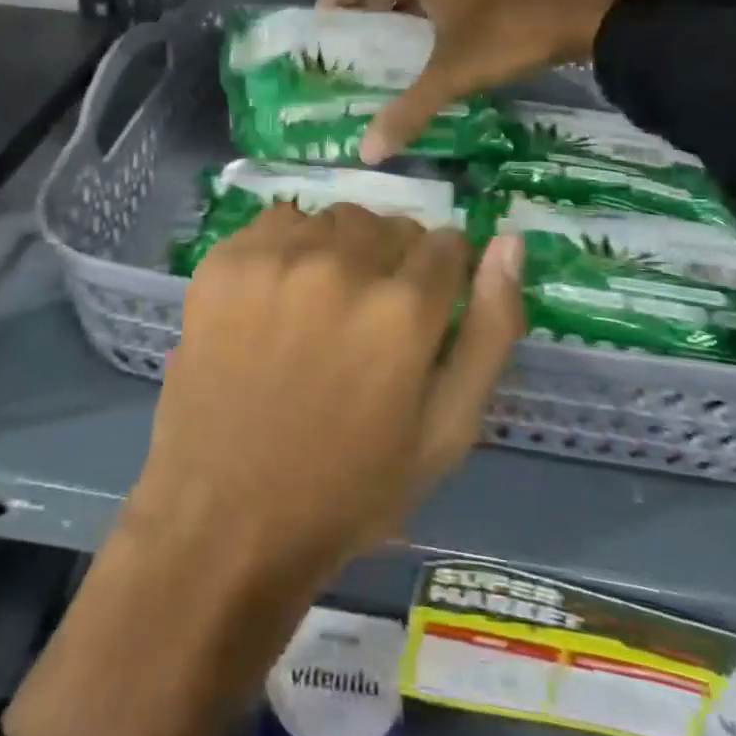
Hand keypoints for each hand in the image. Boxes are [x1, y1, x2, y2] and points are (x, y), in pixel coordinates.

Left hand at [127, 201, 525, 590]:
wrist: (226, 517)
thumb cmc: (349, 487)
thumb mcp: (446, 431)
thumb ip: (490, 329)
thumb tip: (509, 243)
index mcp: (403, 310)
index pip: (447, 243)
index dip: (443, 276)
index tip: (425, 308)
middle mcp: (342, 266)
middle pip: (390, 224)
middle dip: (394, 261)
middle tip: (370, 317)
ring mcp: (277, 258)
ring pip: (336, 218)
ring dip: (342, 249)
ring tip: (322, 306)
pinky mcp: (226, 260)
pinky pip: (279, 221)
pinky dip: (290, 247)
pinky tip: (277, 296)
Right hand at [319, 0, 639, 162]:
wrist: (593, 8)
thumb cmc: (510, 32)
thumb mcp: (454, 74)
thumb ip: (408, 110)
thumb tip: (366, 152)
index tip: (322, 26)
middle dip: (364, 2)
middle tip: (350, 41)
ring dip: (399, 3)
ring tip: (387, 43)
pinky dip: (430, 3)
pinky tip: (438, 36)